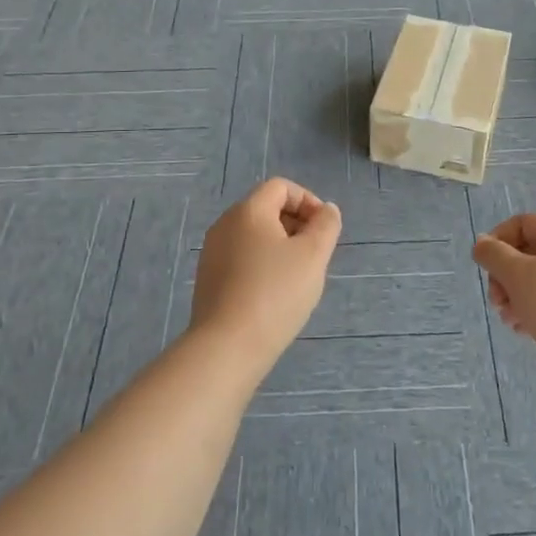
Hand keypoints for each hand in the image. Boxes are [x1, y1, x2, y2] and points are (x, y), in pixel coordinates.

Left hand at [191, 179, 340, 372]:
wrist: (227, 347)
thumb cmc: (275, 293)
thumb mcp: (313, 255)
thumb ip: (326, 225)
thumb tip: (326, 210)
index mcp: (248, 210)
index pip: (281, 187)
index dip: (308, 201)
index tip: (324, 230)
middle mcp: (225, 224)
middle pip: (266, 209)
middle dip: (296, 224)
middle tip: (315, 255)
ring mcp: (212, 253)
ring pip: (254, 236)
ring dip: (281, 247)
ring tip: (297, 277)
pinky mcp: (208, 280)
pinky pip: (242, 258)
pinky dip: (262, 265)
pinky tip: (274, 295)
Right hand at [472, 214, 535, 376]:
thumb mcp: (518, 275)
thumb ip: (494, 255)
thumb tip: (482, 243)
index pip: (522, 223)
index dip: (498, 239)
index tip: (485, 266)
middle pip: (528, 253)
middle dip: (505, 276)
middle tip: (497, 301)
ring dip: (516, 297)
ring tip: (509, 320)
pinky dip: (534, 311)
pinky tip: (525, 331)